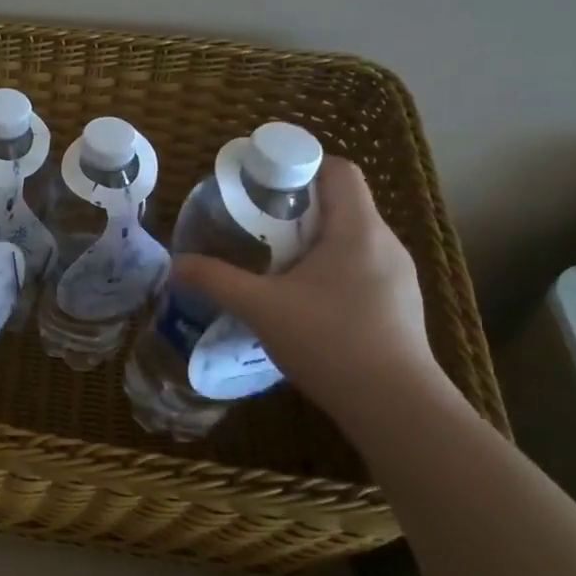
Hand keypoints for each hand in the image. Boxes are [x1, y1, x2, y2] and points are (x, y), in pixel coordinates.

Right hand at [172, 158, 443, 422]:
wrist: (395, 407)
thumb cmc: (330, 342)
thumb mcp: (261, 308)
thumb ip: (216, 280)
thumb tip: (175, 264)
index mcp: (358, 229)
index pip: (338, 170)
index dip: (299, 168)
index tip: (262, 188)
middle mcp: (385, 243)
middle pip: (341, 204)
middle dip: (295, 210)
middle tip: (255, 229)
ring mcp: (399, 276)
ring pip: (351, 239)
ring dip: (312, 243)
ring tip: (274, 266)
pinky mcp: (400, 306)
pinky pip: (361, 268)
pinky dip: (330, 271)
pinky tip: (304, 303)